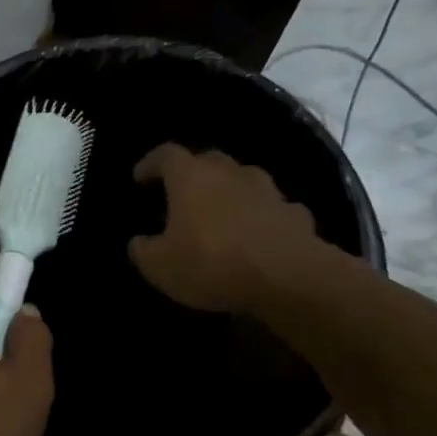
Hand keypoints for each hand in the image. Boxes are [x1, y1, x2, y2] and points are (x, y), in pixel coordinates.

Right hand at [128, 145, 323, 311]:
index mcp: (191, 178)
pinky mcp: (297, 215)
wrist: (290, 280)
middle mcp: (230, 174)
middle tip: (182, 191)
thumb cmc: (212, 264)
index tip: (140, 177)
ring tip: (222, 211)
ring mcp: (269, 192)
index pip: (166, 155)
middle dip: (193, 172)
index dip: (151, 163)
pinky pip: (274, 208)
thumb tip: (140, 242)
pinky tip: (259, 234)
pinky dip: (263, 215)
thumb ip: (143, 250)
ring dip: (232, 190)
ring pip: (245, 179)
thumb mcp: (159, 266)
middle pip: (209, 160)